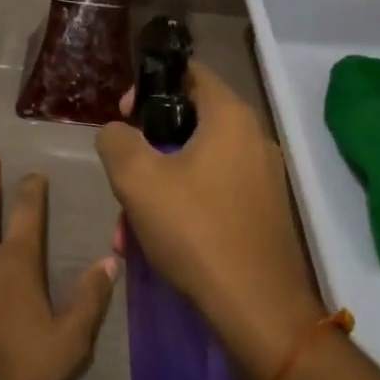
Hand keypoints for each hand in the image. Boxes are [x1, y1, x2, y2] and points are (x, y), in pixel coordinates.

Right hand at [97, 60, 322, 379]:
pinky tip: (155, 241)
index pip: (189, 72)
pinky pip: (213, 190)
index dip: (150, 84)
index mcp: (230, 116)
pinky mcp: (262, 210)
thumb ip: (116, 140)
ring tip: (127, 227)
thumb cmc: (196, 228)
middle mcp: (253, 136)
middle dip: (147, 147)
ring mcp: (262, 175)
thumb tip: (117, 131)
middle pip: (188, 120)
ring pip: (196, 163)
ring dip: (157, 185)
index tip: (124, 114)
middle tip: (121, 172)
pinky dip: (182, 205)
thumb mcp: (137, 179)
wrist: (258, 308)